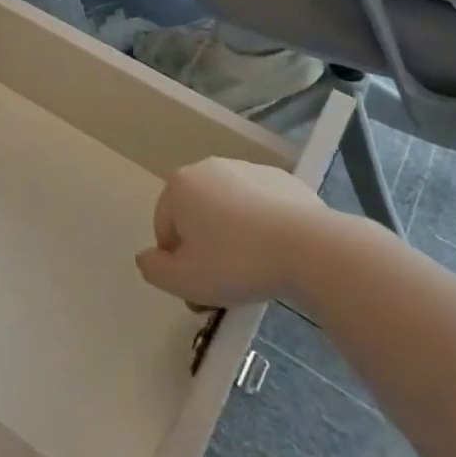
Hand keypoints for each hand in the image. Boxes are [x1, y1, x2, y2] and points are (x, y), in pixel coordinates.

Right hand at [136, 158, 329, 308]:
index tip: (200, 288)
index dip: (179, 263)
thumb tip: (146, 258)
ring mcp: (248, 170)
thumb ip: (153, 270)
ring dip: (234, 237)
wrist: (309, 249)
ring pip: (230, 210)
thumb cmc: (236, 263)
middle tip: (226, 285)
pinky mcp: (283, 180)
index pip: (165, 228)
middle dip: (206, 249)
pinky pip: (262, 208)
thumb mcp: (184, 281)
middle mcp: (209, 167)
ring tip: (256, 270)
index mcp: (180, 185)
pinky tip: (278, 253)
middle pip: (197, 216)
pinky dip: (263, 227)